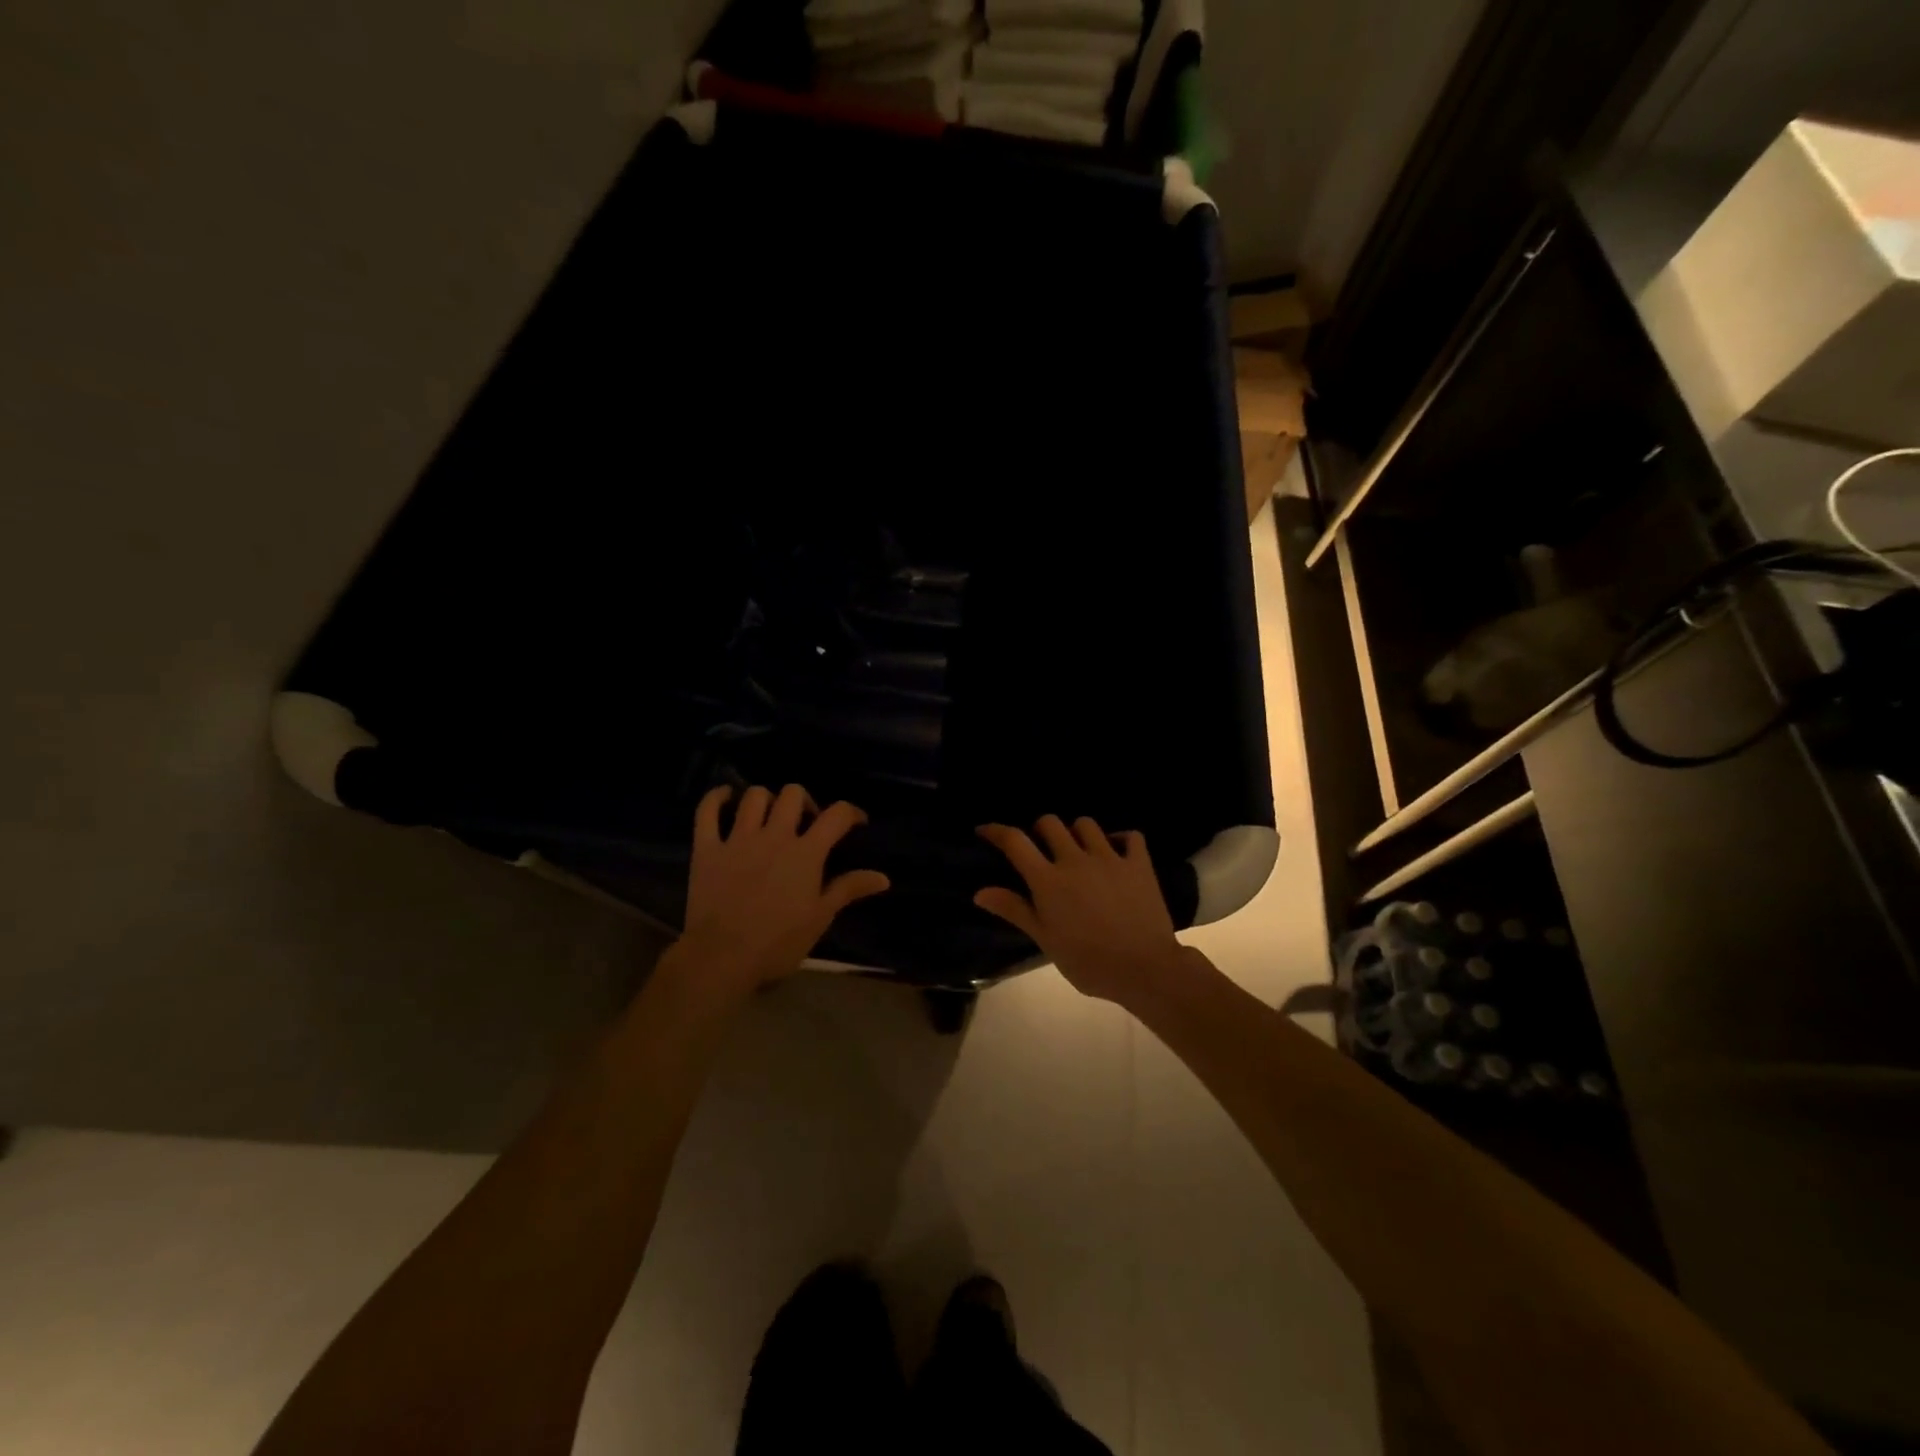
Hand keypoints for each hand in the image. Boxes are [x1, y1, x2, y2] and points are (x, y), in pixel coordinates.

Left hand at [668, 783, 889, 999]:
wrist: (721, 958)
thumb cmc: (777, 943)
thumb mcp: (820, 918)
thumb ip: (848, 889)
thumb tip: (883, 877)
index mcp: (806, 853)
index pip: (837, 815)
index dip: (851, 812)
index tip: (856, 822)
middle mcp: (774, 836)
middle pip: (793, 794)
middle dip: (805, 801)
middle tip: (806, 822)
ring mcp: (737, 839)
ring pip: (753, 796)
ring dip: (766, 799)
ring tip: (770, 815)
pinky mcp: (707, 848)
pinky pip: (707, 811)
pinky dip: (715, 798)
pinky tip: (725, 797)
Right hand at [974, 815, 1186, 1006]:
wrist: (1144, 968)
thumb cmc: (1088, 962)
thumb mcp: (1045, 940)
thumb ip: (1015, 910)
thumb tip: (980, 892)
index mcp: (1048, 880)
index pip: (1016, 842)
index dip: (996, 831)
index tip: (985, 830)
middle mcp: (1075, 860)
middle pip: (1050, 823)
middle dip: (1040, 830)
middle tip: (1041, 848)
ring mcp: (1109, 858)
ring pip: (1086, 824)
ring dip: (1076, 832)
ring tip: (1077, 849)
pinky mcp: (1138, 864)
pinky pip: (1130, 836)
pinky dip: (1120, 838)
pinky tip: (1116, 851)